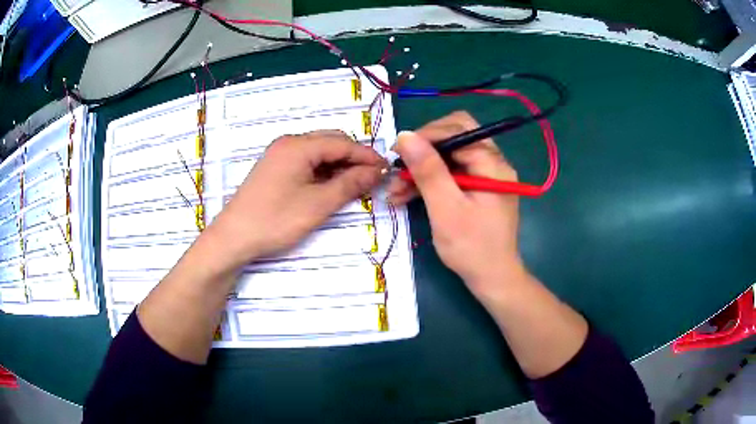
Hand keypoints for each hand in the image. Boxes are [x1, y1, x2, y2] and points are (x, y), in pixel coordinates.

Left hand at [209, 130, 385, 268]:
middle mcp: (289, 143)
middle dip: (354, 158)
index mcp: (299, 146)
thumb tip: (377, 171)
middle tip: (372, 179)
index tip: (387, 170)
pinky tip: (332, 186)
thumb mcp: (318, 204)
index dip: (367, 156)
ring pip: (319, 153)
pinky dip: (323, 172)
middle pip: (331, 143)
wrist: (234, 237)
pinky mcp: (275, 169)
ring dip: (339, 165)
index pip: (342, 143)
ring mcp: (280, 155)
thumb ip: (350, 184)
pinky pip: (306, 163)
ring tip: (356, 185)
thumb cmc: (275, 220)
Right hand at [388, 111, 524, 304]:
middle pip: (454, 138)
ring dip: (422, 168)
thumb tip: (405, 135)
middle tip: (400, 167)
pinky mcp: (478, 188)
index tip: (397, 153)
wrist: (492, 279)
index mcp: (492, 163)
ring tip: (395, 190)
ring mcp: (486, 175)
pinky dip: (430, 182)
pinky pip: (451, 174)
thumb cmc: (471, 247)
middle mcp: (493, 162)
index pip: (457, 129)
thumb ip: (428, 170)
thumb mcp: (446, 209)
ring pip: (449, 157)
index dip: (425, 136)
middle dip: (423, 150)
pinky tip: (406, 195)